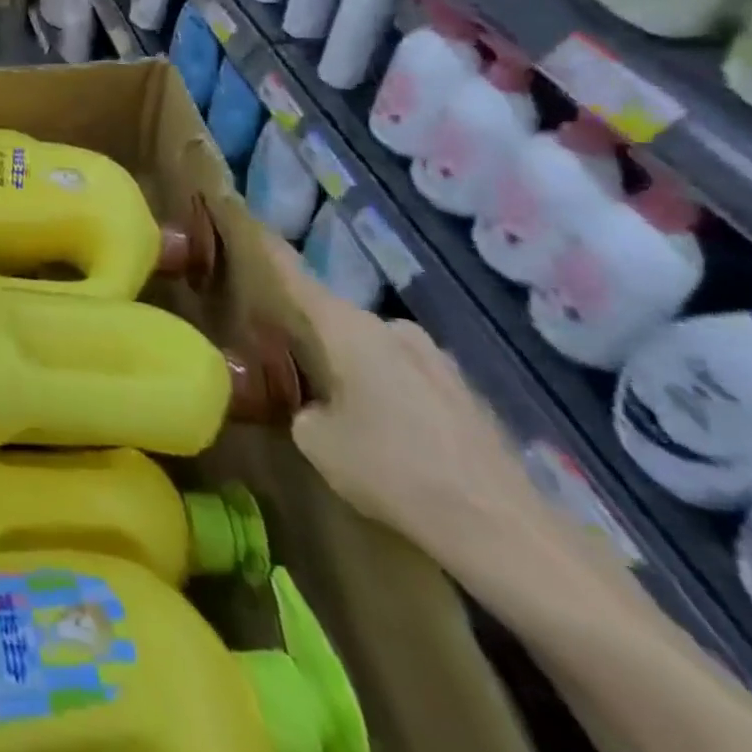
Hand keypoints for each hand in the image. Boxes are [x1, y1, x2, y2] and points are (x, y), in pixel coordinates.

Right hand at [267, 238, 553, 581]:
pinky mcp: (464, 391)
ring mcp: (435, 358)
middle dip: (314, 338)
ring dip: (355, 369)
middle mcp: (392, 328)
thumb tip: (313, 406)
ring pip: (375, 351)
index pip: (297, 278)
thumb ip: (301, 409)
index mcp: (349, 329)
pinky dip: (390, 394)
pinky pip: (407, 377)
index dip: (271, 253)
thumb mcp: (318, 442)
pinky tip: (393, 438)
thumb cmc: (392, 470)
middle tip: (290, 366)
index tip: (250, 223)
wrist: (502, 528)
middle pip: (337, 320)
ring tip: (344, 412)